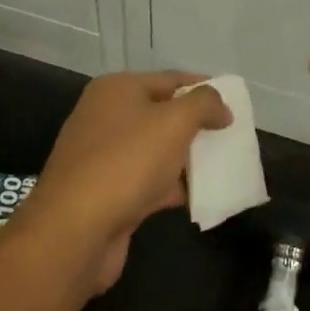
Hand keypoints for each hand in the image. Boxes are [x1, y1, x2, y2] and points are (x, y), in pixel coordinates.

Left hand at [26, 71, 231, 295]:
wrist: (75, 230)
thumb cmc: (127, 162)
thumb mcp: (175, 121)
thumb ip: (204, 104)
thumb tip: (221, 108)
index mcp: (117, 90)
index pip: (170, 79)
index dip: (204, 88)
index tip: (234, 103)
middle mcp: (106, 117)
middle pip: (163, 114)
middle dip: (198, 126)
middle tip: (232, 136)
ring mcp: (105, 158)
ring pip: (158, 151)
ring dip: (189, 159)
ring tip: (226, 166)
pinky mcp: (108, 194)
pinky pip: (150, 183)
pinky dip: (175, 188)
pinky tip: (204, 197)